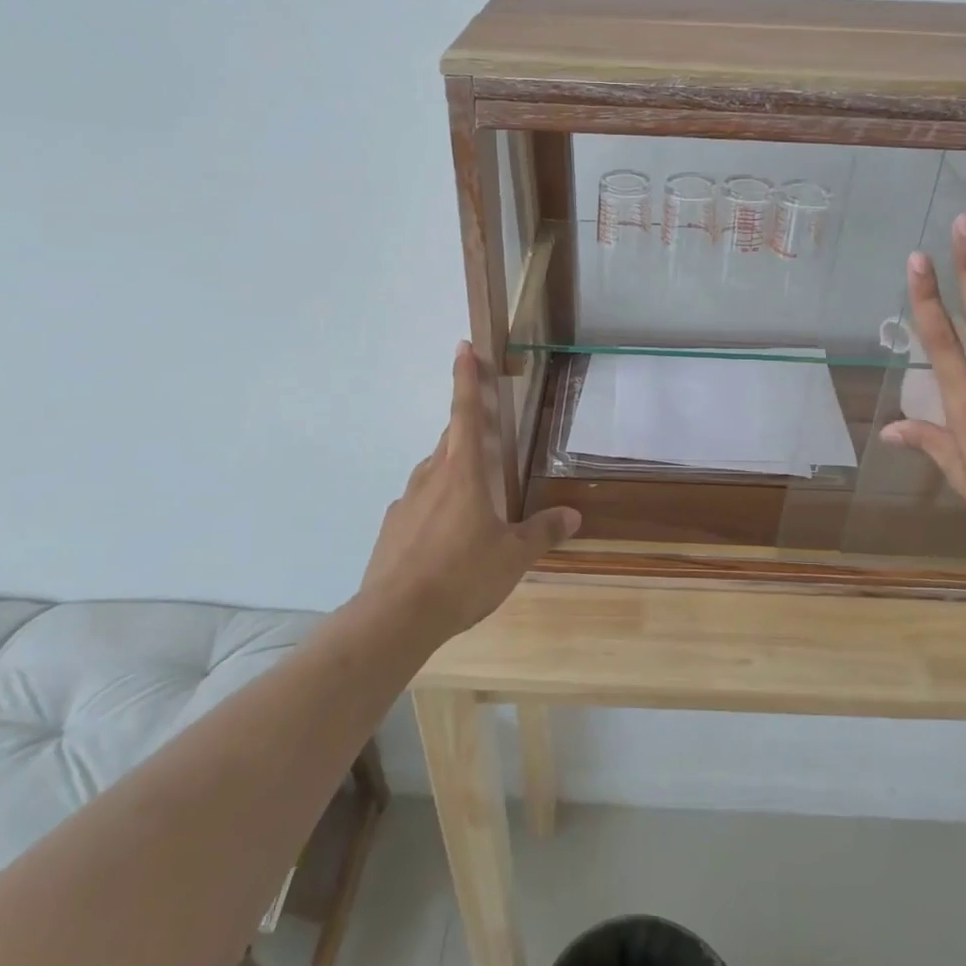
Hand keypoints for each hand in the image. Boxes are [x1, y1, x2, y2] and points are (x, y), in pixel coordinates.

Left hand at [359, 342, 580, 638]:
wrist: (395, 617)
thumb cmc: (462, 575)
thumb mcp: (513, 557)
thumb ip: (542, 532)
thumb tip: (573, 516)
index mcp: (463, 474)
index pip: (466, 414)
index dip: (466, 379)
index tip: (463, 347)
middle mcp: (431, 478)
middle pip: (451, 441)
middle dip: (468, 427)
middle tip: (486, 430)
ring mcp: (407, 502)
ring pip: (434, 473)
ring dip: (453, 470)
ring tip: (474, 496)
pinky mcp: (392, 527)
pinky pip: (420, 504)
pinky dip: (436, 506)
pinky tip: (446, 536)